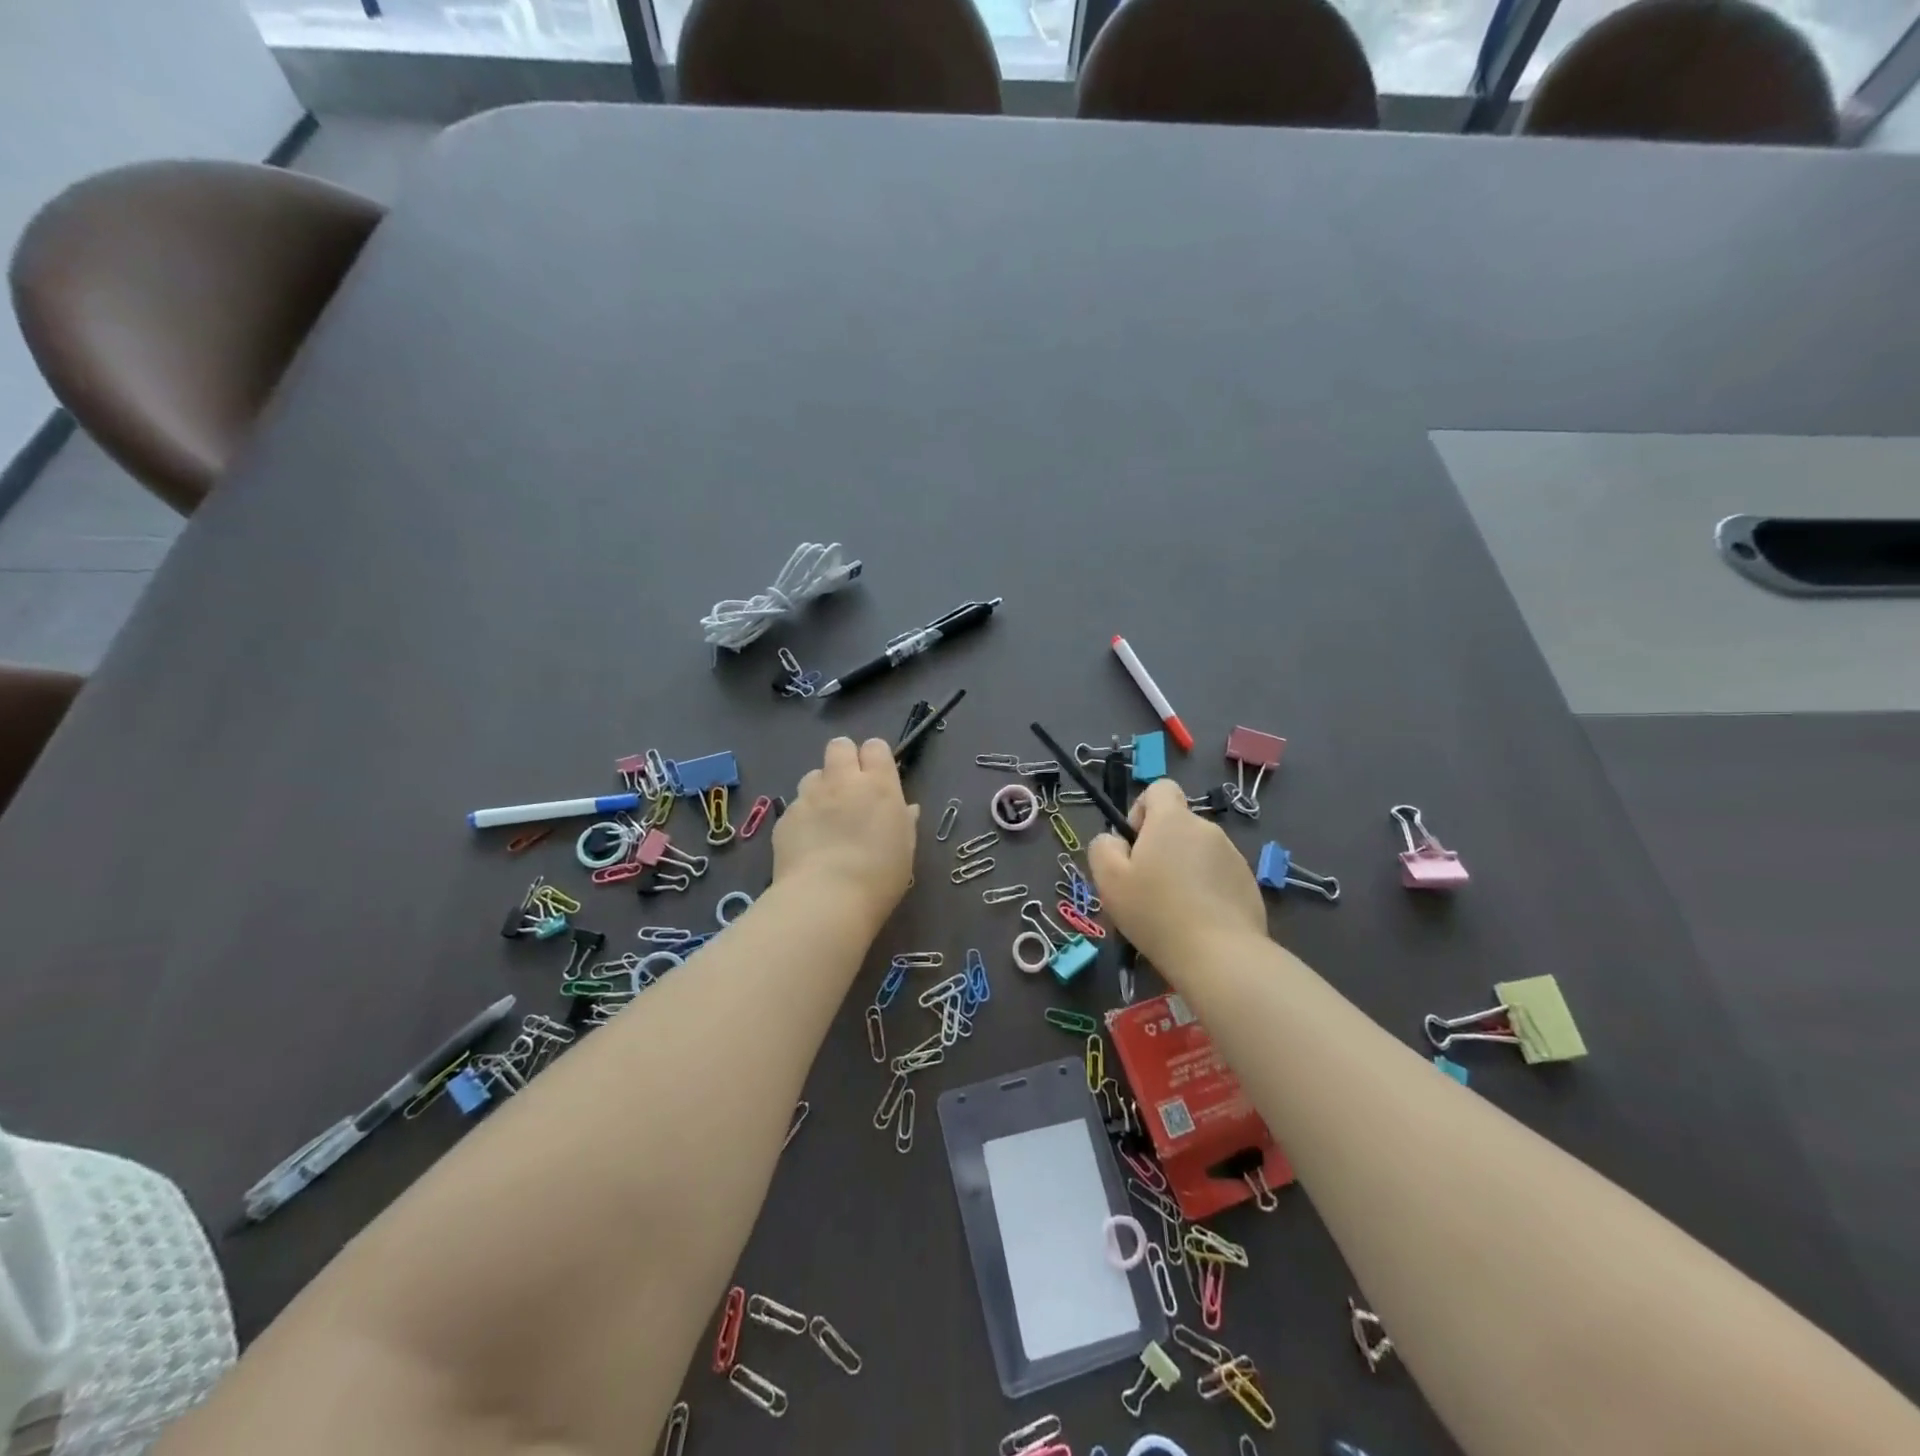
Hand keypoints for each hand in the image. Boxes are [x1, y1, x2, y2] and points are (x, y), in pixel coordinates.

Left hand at [773, 737, 918, 926]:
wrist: (826, 899)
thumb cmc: (879, 876)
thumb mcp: (905, 850)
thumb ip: (904, 822)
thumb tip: (906, 809)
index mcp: (878, 785)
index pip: (876, 746)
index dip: (875, 759)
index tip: (878, 778)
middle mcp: (842, 781)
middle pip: (839, 746)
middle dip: (844, 759)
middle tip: (849, 788)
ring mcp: (809, 797)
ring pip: (813, 775)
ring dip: (821, 788)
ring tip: (826, 818)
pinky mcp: (785, 817)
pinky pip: (796, 806)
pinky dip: (803, 818)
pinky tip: (808, 844)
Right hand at [1089, 778, 1266, 970]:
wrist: (1219, 955)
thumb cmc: (1155, 912)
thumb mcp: (1109, 880)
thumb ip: (1103, 847)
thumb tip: (1115, 840)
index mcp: (1173, 820)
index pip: (1160, 788)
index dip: (1142, 810)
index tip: (1134, 844)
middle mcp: (1206, 829)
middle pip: (1177, 825)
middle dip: (1161, 848)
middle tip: (1145, 887)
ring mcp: (1233, 856)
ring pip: (1197, 852)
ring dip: (1183, 870)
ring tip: (1172, 910)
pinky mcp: (1248, 884)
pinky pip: (1218, 876)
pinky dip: (1206, 890)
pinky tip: (1197, 922)